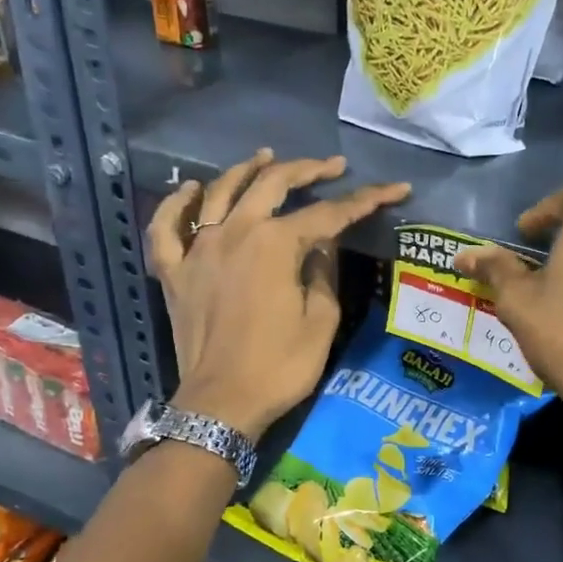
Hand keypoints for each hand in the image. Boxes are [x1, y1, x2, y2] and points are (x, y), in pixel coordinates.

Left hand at [148, 149, 409, 440]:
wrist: (221, 404)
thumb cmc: (279, 366)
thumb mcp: (321, 322)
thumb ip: (324, 274)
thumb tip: (320, 246)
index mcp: (276, 244)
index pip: (329, 213)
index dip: (365, 200)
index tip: (395, 189)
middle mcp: (235, 233)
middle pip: (271, 184)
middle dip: (307, 169)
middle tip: (332, 166)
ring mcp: (198, 249)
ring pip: (219, 192)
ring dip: (245, 170)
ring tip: (265, 157)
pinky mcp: (174, 272)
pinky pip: (167, 228)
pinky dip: (177, 204)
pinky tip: (190, 190)